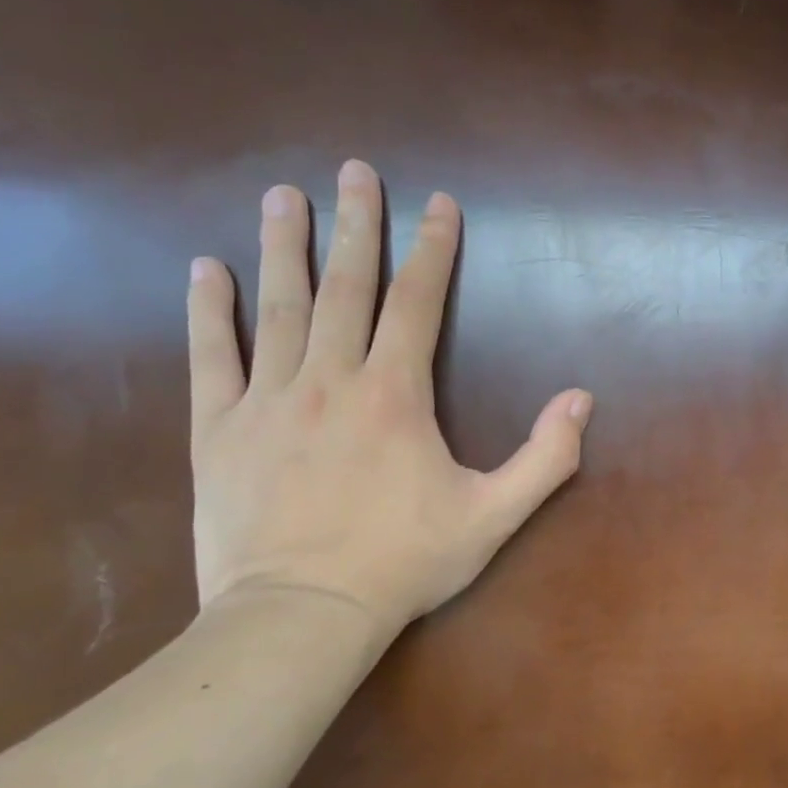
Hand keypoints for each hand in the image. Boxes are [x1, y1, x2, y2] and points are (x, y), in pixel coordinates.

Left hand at [187, 160, 590, 639]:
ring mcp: (268, 401)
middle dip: (355, 225)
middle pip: (345, 287)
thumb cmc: (404, 563)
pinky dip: (207, 311)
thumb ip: (546, 457)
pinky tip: (205, 268)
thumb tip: (582, 400)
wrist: (302, 615)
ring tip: (282, 195)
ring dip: (283, 247)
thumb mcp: (495, 515)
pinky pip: (211, 358)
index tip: (437, 203)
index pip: (418, 303)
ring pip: (277, 308)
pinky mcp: (218, 430)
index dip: (432, 250)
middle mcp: (331, 380)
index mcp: (395, 394)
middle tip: (354, 171)